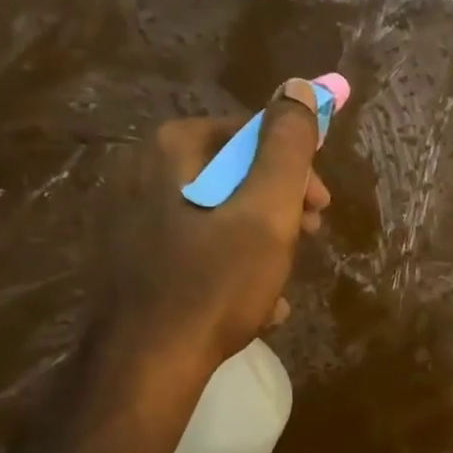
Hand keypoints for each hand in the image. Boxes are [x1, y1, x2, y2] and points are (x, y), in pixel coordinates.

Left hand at [99, 93, 329, 396]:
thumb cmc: (215, 282)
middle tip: (308, 238)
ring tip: (282, 280)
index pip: (250, 133)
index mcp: (171, 150)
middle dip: (279, 206)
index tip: (321, 206)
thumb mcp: (267, 210)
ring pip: (218, 215)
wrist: (147, 365)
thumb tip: (300, 86)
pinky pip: (195, 250)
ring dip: (261, 241)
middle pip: (233, 175)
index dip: (296, 167)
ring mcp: (130, 220)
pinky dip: (229, 268)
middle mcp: (141, 173)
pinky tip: (253, 303)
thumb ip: (288, 146)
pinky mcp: (131, 261)